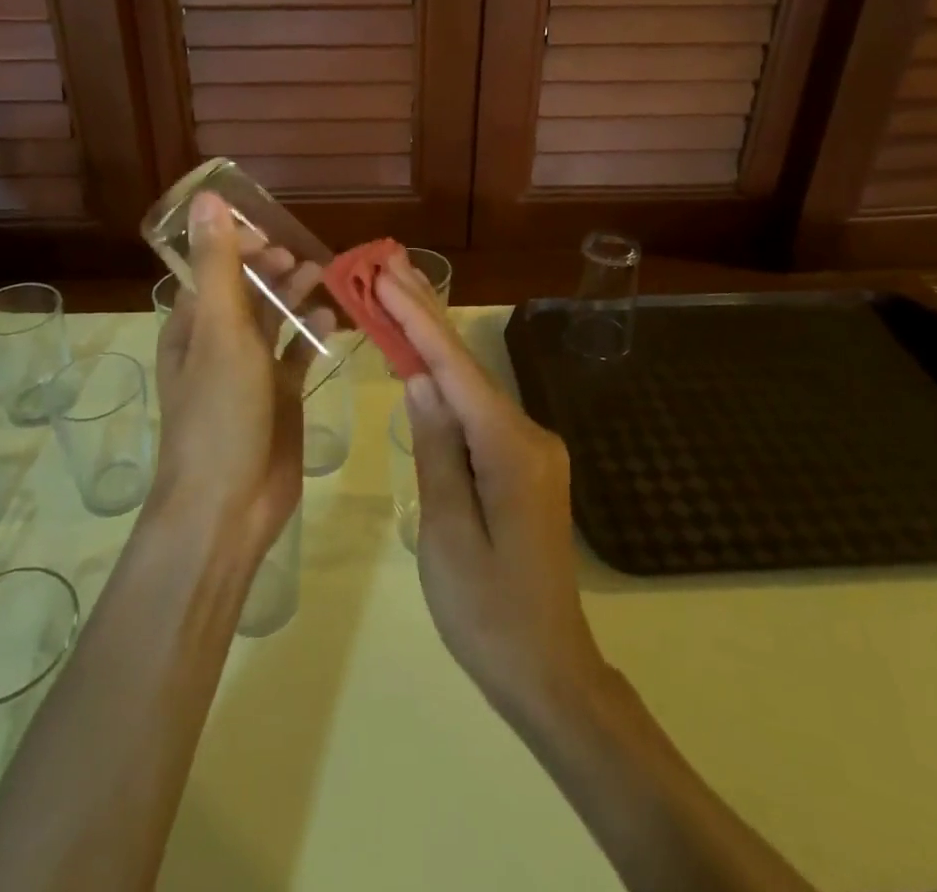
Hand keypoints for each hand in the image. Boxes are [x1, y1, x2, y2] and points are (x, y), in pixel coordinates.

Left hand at [152, 191, 314, 559]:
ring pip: (273, 319)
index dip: (240, 247)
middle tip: (304, 258)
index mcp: (192, 325)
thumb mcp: (219, 331)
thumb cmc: (219, 413)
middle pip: (246, 291)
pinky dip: (311, 333)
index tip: (274, 232)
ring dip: (294, 295)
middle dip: (273, 269)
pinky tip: (333, 320)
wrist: (229, 506)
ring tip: (323, 276)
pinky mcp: (278, 396)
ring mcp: (250, 371)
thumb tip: (206, 198)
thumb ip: (218, 265)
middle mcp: (217, 343)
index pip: (213, 269)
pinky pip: (296, 353)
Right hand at [375, 259, 607, 727]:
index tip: (386, 275)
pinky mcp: (526, 465)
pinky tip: (426, 364)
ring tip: (397, 299)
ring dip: (435, 345)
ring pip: (474, 387)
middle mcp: (530, 435)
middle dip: (426, 313)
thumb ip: (436, 448)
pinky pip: (480, 414)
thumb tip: (420, 379)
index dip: (418, 318)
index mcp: (511, 449)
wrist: (550, 671)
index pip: (455, 368)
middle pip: (469, 366)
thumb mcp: (446, 532)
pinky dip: (449, 384)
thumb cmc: (487, 612)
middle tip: (388, 265)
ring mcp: (533, 449)